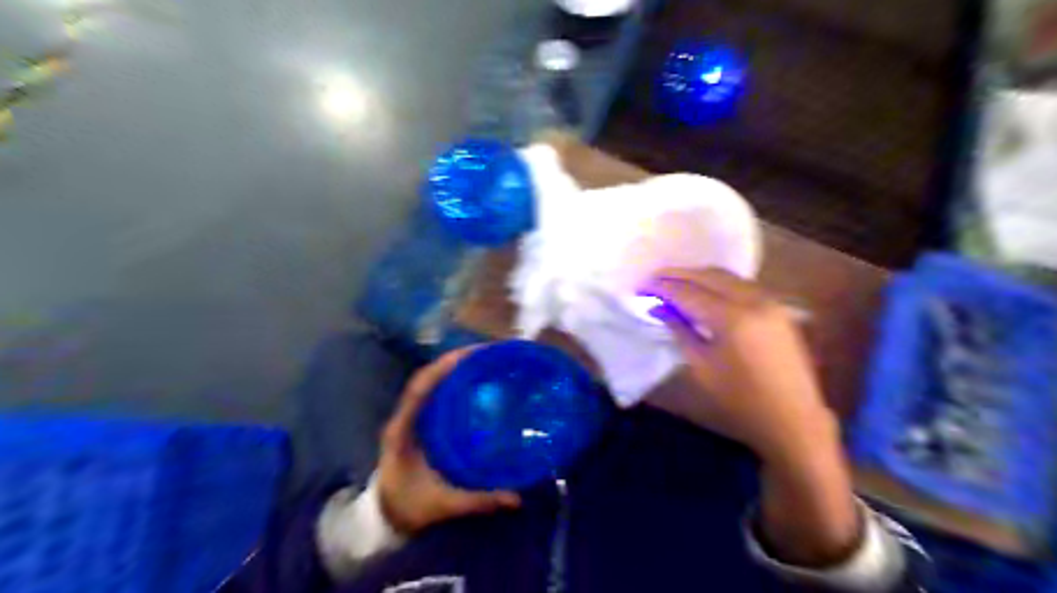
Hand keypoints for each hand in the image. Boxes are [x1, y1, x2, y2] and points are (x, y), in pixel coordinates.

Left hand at [378, 349, 520, 535]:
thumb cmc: (408, 508)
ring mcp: (408, 418)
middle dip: (453, 360)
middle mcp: (403, 417)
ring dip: (452, 367)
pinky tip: (472, 380)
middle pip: (425, 377)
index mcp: (403, 431)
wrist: (383, 518)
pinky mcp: (416, 422)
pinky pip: (432, 393)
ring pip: (428, 382)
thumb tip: (517, 498)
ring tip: (482, 358)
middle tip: (486, 352)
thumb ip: (479, 501)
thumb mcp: (444, 505)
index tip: (470, 355)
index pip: (419, 389)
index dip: (442, 368)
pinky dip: (450, 381)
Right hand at [649, 266, 838, 465]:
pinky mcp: (778, 309)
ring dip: (699, 276)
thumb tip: (661, 308)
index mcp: (732, 318)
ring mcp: (770, 302)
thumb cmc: (740, 400)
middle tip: (654, 278)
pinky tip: (704, 291)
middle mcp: (754, 300)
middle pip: (709, 275)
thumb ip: (681, 331)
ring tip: (674, 282)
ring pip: (727, 276)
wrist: (793, 418)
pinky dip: (718, 283)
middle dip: (679, 274)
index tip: (641, 286)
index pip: (689, 293)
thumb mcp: (702, 367)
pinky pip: (742, 285)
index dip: (663, 287)